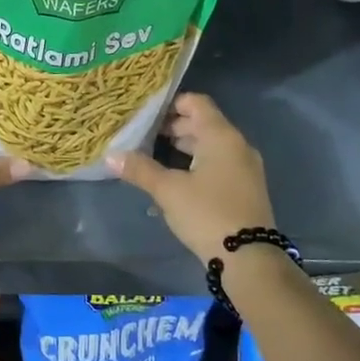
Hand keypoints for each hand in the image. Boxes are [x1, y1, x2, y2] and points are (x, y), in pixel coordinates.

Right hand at [108, 93, 274, 264]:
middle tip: (143, 136)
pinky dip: (196, 164)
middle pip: (203, 124)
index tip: (146, 113)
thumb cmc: (207, 213)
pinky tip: (174, 180)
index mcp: (221, 136)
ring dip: (183, 148)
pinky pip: (218, 164)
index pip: (196, 103)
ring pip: (210, 146)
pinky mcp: (245, 189)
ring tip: (153, 156)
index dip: (171, 103)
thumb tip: (110, 155)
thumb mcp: (168, 190)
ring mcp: (244, 168)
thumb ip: (140, 169)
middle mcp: (237, 146)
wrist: (249, 258)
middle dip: (172, 128)